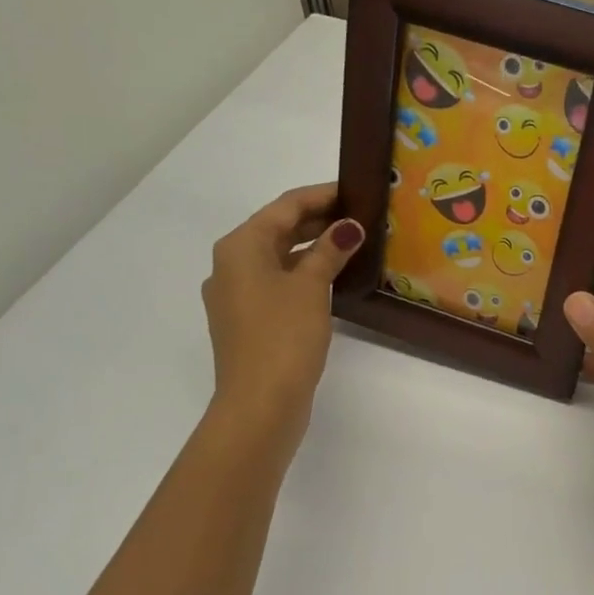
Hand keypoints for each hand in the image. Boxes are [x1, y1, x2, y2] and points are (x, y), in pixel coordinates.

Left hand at [202, 183, 363, 454]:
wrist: (259, 404)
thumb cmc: (282, 336)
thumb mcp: (310, 287)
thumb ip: (330, 251)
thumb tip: (349, 226)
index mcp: (240, 247)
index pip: (285, 206)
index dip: (322, 195)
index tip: (357, 190)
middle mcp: (231, 264)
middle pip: (279, 229)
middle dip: (319, 220)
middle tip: (362, 215)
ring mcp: (237, 295)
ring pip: (280, 257)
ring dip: (314, 247)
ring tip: (354, 242)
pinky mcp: (249, 320)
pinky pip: (278, 282)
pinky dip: (304, 273)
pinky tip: (333, 277)